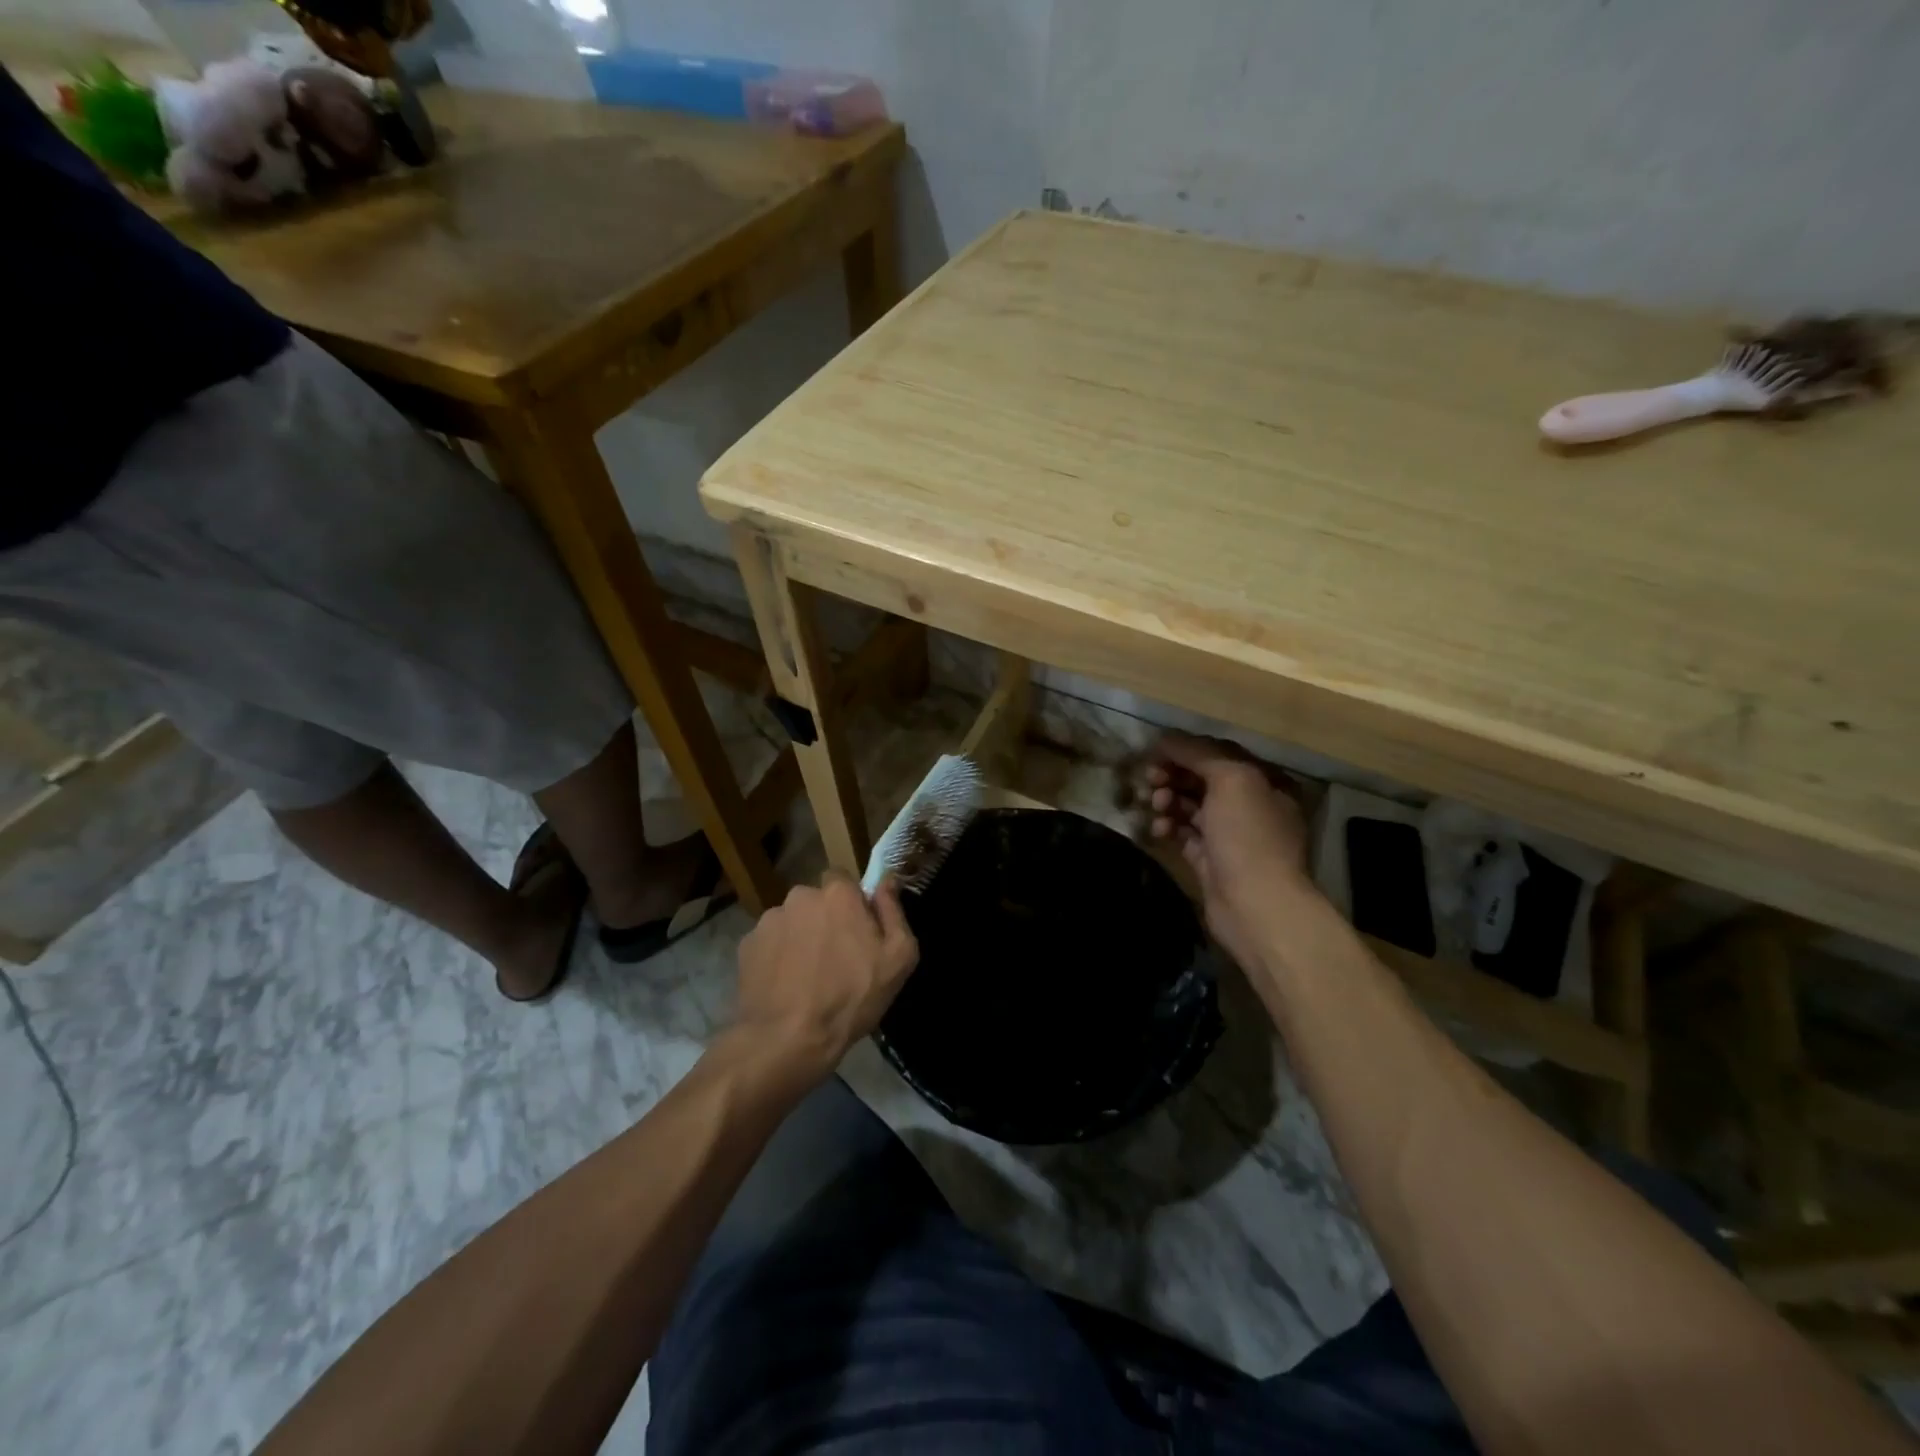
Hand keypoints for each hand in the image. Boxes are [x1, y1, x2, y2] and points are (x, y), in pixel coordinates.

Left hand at [731, 872, 919, 1083]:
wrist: (788, 1039)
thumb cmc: (851, 998)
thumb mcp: (898, 958)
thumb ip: (893, 911)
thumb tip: (887, 879)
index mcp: (837, 894)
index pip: (843, 879)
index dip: (851, 901)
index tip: (858, 928)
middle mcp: (800, 896)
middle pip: (816, 900)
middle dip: (825, 919)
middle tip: (835, 956)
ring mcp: (769, 920)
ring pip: (792, 921)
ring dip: (800, 937)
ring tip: (807, 976)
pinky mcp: (747, 945)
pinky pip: (770, 943)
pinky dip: (777, 957)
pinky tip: (785, 985)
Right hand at [1147, 733, 1317, 969]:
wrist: (1255, 905)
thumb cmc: (1248, 835)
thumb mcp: (1231, 779)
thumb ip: (1198, 753)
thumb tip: (1165, 739)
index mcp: (1265, 780)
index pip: (1219, 753)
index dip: (1185, 750)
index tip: (1154, 753)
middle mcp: (1251, 804)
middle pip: (1202, 778)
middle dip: (1173, 776)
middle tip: (1150, 781)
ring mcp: (1231, 834)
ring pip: (1190, 806)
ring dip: (1168, 801)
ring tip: (1156, 807)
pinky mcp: (1211, 860)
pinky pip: (1184, 834)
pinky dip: (1168, 828)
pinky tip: (1158, 830)